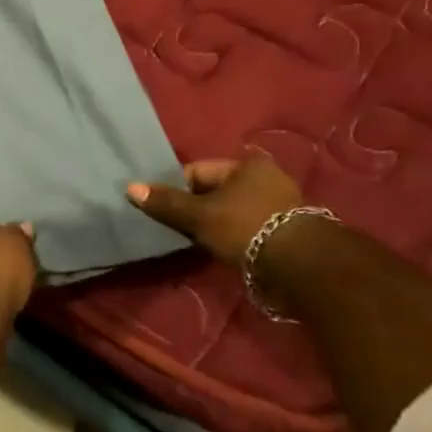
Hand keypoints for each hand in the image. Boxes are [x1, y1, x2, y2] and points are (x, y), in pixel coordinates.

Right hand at [126, 154, 301, 266]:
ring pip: (233, 210)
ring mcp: (281, 204)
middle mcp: (267, 177)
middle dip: (199, 209)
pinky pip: (249, 227)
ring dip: (218, 225)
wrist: (301, 268)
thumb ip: (166, 203)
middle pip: (216, 191)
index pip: (198, 171)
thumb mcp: (199, 216)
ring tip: (205, 244)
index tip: (169, 212)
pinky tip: (228, 252)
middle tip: (185, 230)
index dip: (179, 190)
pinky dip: (236, 237)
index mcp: (247, 164)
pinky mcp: (289, 230)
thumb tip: (130, 187)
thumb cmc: (246, 228)